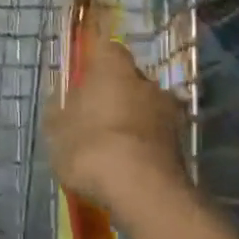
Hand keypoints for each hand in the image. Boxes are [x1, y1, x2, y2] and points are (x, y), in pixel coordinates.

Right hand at [45, 32, 187, 215]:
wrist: (141, 190)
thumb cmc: (90, 146)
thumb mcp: (57, 130)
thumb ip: (59, 110)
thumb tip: (62, 101)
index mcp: (112, 68)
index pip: (106, 49)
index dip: (95, 62)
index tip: (83, 79)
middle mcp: (145, 81)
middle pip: (129, 79)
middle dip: (115, 93)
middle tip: (95, 116)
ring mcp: (169, 112)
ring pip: (146, 107)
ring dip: (133, 120)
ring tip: (113, 145)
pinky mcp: (181, 143)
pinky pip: (156, 135)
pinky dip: (144, 144)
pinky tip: (129, 164)